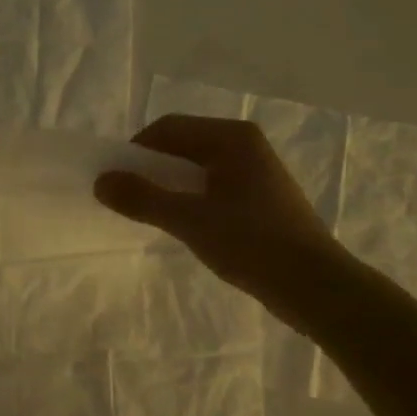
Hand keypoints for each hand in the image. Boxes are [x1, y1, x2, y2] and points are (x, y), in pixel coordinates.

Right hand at [94, 114, 353, 332]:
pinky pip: (212, 187)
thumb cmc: (252, 243)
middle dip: (151, 170)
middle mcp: (245, 145)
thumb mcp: (189, 220)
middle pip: (182, 146)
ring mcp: (255, 172)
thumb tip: (101, 181)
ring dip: (169, 187)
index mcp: (232, 138)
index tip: (117, 183)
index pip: (168, 129)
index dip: (136, 152)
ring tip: (154, 216)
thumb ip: (142, 198)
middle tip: (130, 201)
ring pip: (196, 169)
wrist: (314, 286)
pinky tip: (186, 227)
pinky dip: (191, 200)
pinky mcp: (260, 198)